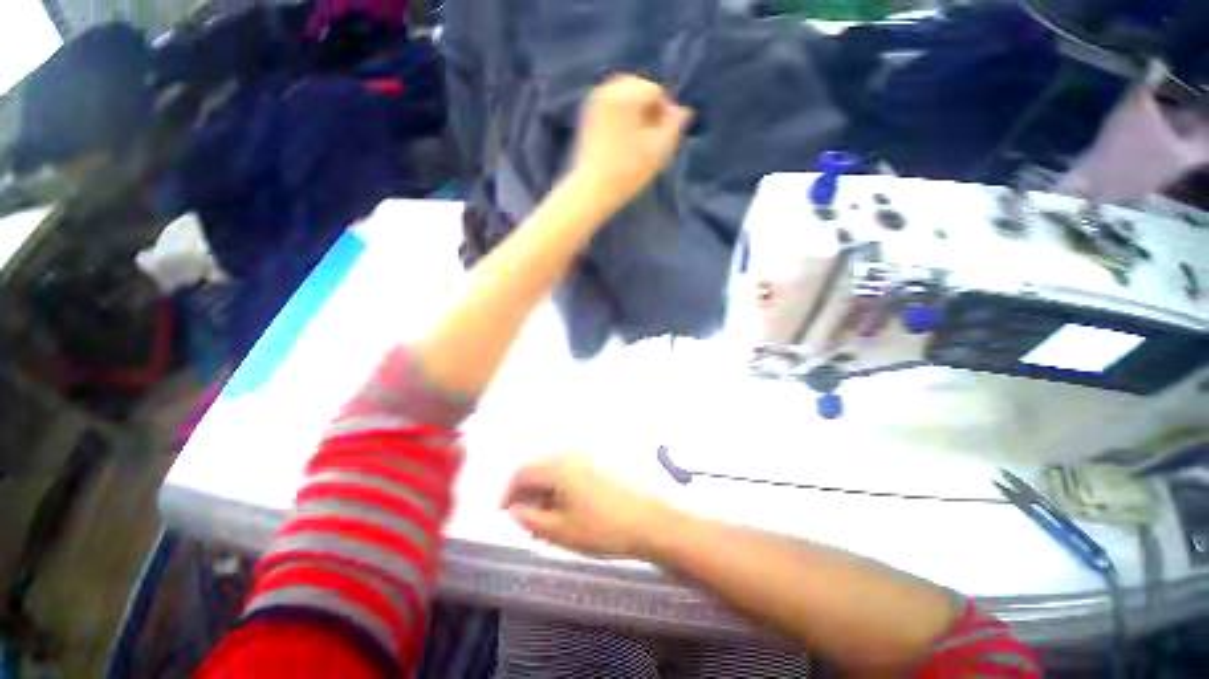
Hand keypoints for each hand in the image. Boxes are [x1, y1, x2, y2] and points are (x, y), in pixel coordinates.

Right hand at [501, 454, 673, 558]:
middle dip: (528, 492)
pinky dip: (563, 485)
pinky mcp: (602, 459)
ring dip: (546, 489)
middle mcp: (572, 451)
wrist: (651, 519)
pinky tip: (569, 506)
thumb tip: (514, 509)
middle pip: (539, 467)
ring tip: (548, 518)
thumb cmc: (604, 527)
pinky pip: (573, 468)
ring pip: (556, 468)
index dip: (508, 492)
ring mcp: (589, 453)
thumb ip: (531, 519)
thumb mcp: (561, 531)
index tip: (505, 513)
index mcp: (558, 464)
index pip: (521, 471)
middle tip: (528, 520)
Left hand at [570, 74, 690, 211]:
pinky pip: (615, 108)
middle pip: (641, 92)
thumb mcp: (658, 149)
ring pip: (628, 100)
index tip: (664, 139)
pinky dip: (624, 120)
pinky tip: (627, 143)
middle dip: (650, 113)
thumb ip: (674, 125)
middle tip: (654, 140)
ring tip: (641, 143)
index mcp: (625, 93)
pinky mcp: (589, 116)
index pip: (656, 92)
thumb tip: (684, 110)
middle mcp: (607, 89)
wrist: (592, 190)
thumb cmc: (628, 172)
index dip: (665, 114)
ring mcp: (595, 102)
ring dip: (638, 117)